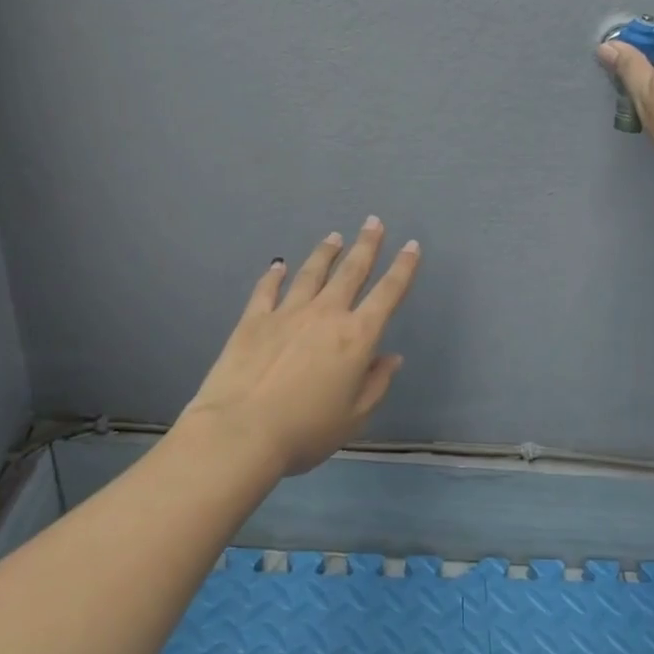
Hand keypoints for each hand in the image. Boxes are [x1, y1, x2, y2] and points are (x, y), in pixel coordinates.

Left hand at [182, 218, 420, 476]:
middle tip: (374, 222)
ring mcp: (287, 313)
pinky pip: (267, 290)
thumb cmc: (306, 431)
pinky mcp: (253, 320)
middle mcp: (325, 315)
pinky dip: (274, 275)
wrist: (241, 432)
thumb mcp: (354, 417)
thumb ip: (376, 384)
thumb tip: (391, 358)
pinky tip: (278, 264)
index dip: (403, 268)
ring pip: (311, 274)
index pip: (387, 294)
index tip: (412, 246)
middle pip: (351, 272)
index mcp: (356, 337)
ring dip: (325, 253)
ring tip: (334, 237)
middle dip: (366, 245)